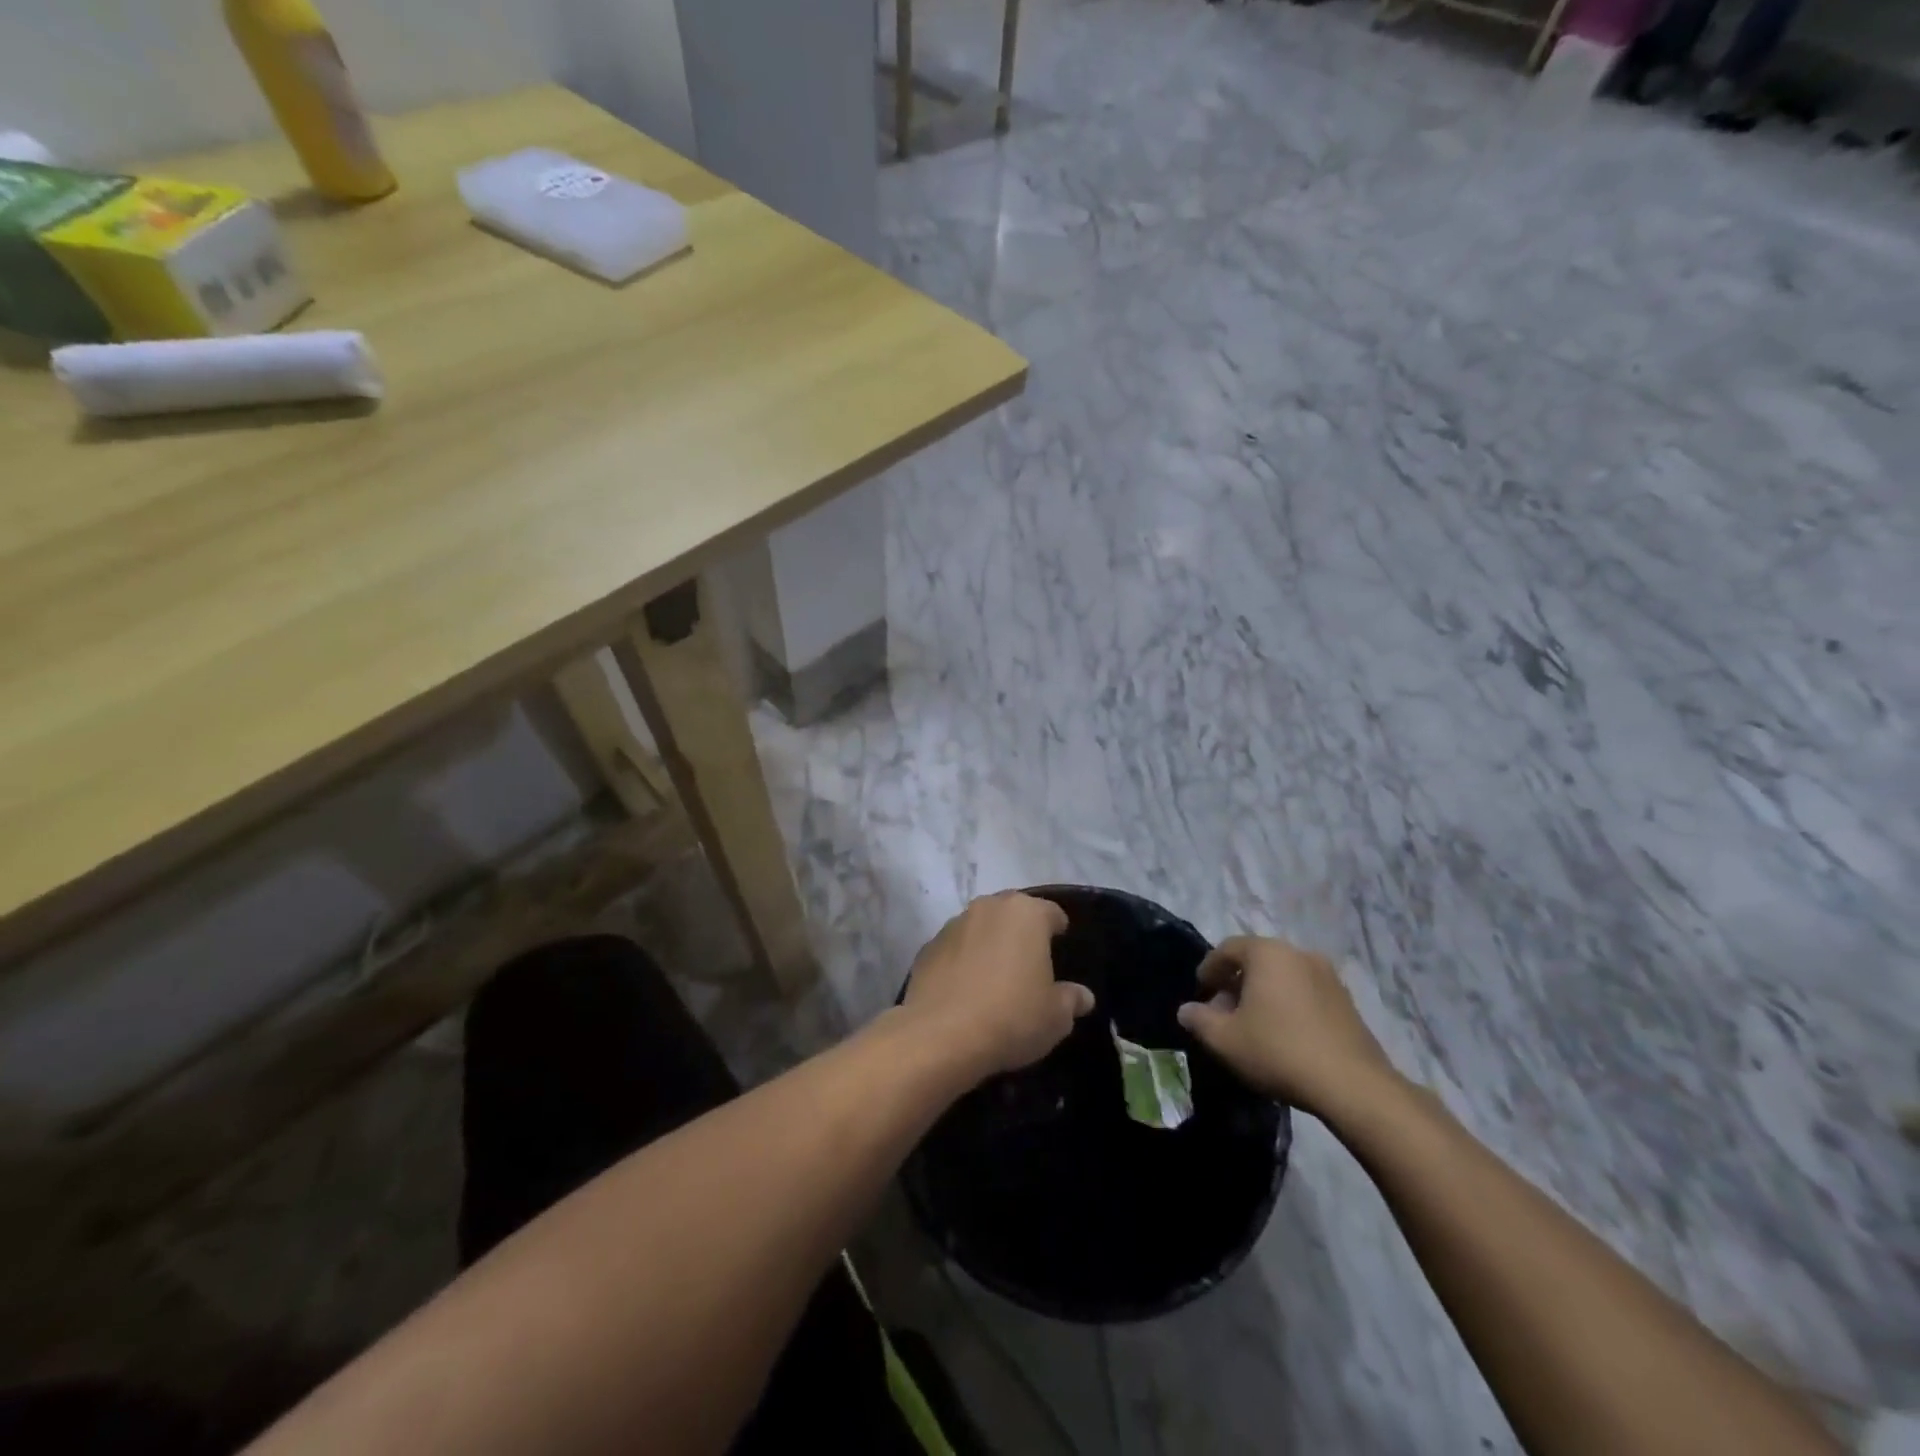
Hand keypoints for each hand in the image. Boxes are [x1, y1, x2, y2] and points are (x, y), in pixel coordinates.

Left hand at [901, 893, 1093, 1079]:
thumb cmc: (1012, 1017)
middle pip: (1012, 913)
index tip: (1061, 946)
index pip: (1051, 912)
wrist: (942, 1035)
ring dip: (989, 943)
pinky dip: (962, 961)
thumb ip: (1071, 999)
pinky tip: (966, 990)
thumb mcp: (1056, 1017)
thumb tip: (1083, 996)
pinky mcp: (928, 947)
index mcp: (1026, 914)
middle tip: (1030, 961)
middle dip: (1021, 932)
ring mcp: (954, 924)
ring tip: (995, 976)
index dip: (1058, 928)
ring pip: (980, 927)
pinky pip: (955, 949)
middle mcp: (988, 908)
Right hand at [1176, 936, 1397, 1118]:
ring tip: (1253, 1025)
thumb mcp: (1225, 1039)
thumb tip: (1187, 1010)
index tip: (1200, 993)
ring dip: (1263, 994)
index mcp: (1268, 953)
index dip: (1208, 969)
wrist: (1353, 1085)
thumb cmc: (1279, 1050)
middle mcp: (1299, 953)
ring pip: (1283, 976)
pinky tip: (1283, 1034)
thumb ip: (1199, 1020)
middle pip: (1257, 960)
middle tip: (1223, 1012)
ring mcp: (1328, 976)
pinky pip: (1305, 992)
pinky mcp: (1347, 1002)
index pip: (1227, 948)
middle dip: (1236, 982)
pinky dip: (1288, 1004)